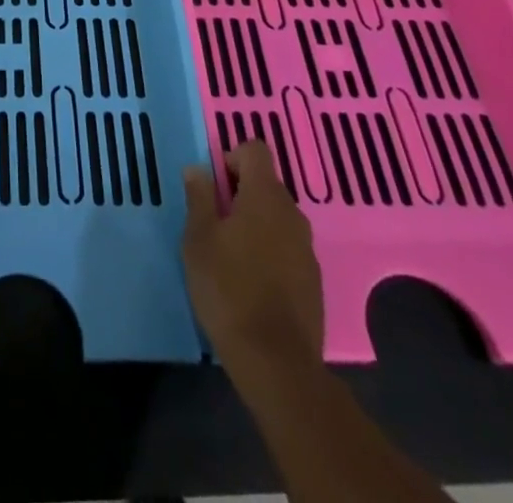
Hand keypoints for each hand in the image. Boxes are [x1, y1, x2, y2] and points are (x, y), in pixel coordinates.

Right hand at [181, 141, 324, 366]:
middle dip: (240, 193)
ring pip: (277, 218)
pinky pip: (287, 248)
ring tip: (229, 254)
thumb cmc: (228, 288)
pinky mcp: (313, 282)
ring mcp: (307, 249)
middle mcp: (293, 214)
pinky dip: (269, 252)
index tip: (213, 185)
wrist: (276, 362)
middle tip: (213, 222)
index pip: (255, 150)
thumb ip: (199, 197)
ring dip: (255, 223)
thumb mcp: (198, 238)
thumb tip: (198, 169)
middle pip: (266, 184)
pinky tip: (251, 282)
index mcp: (265, 196)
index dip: (231, 157)